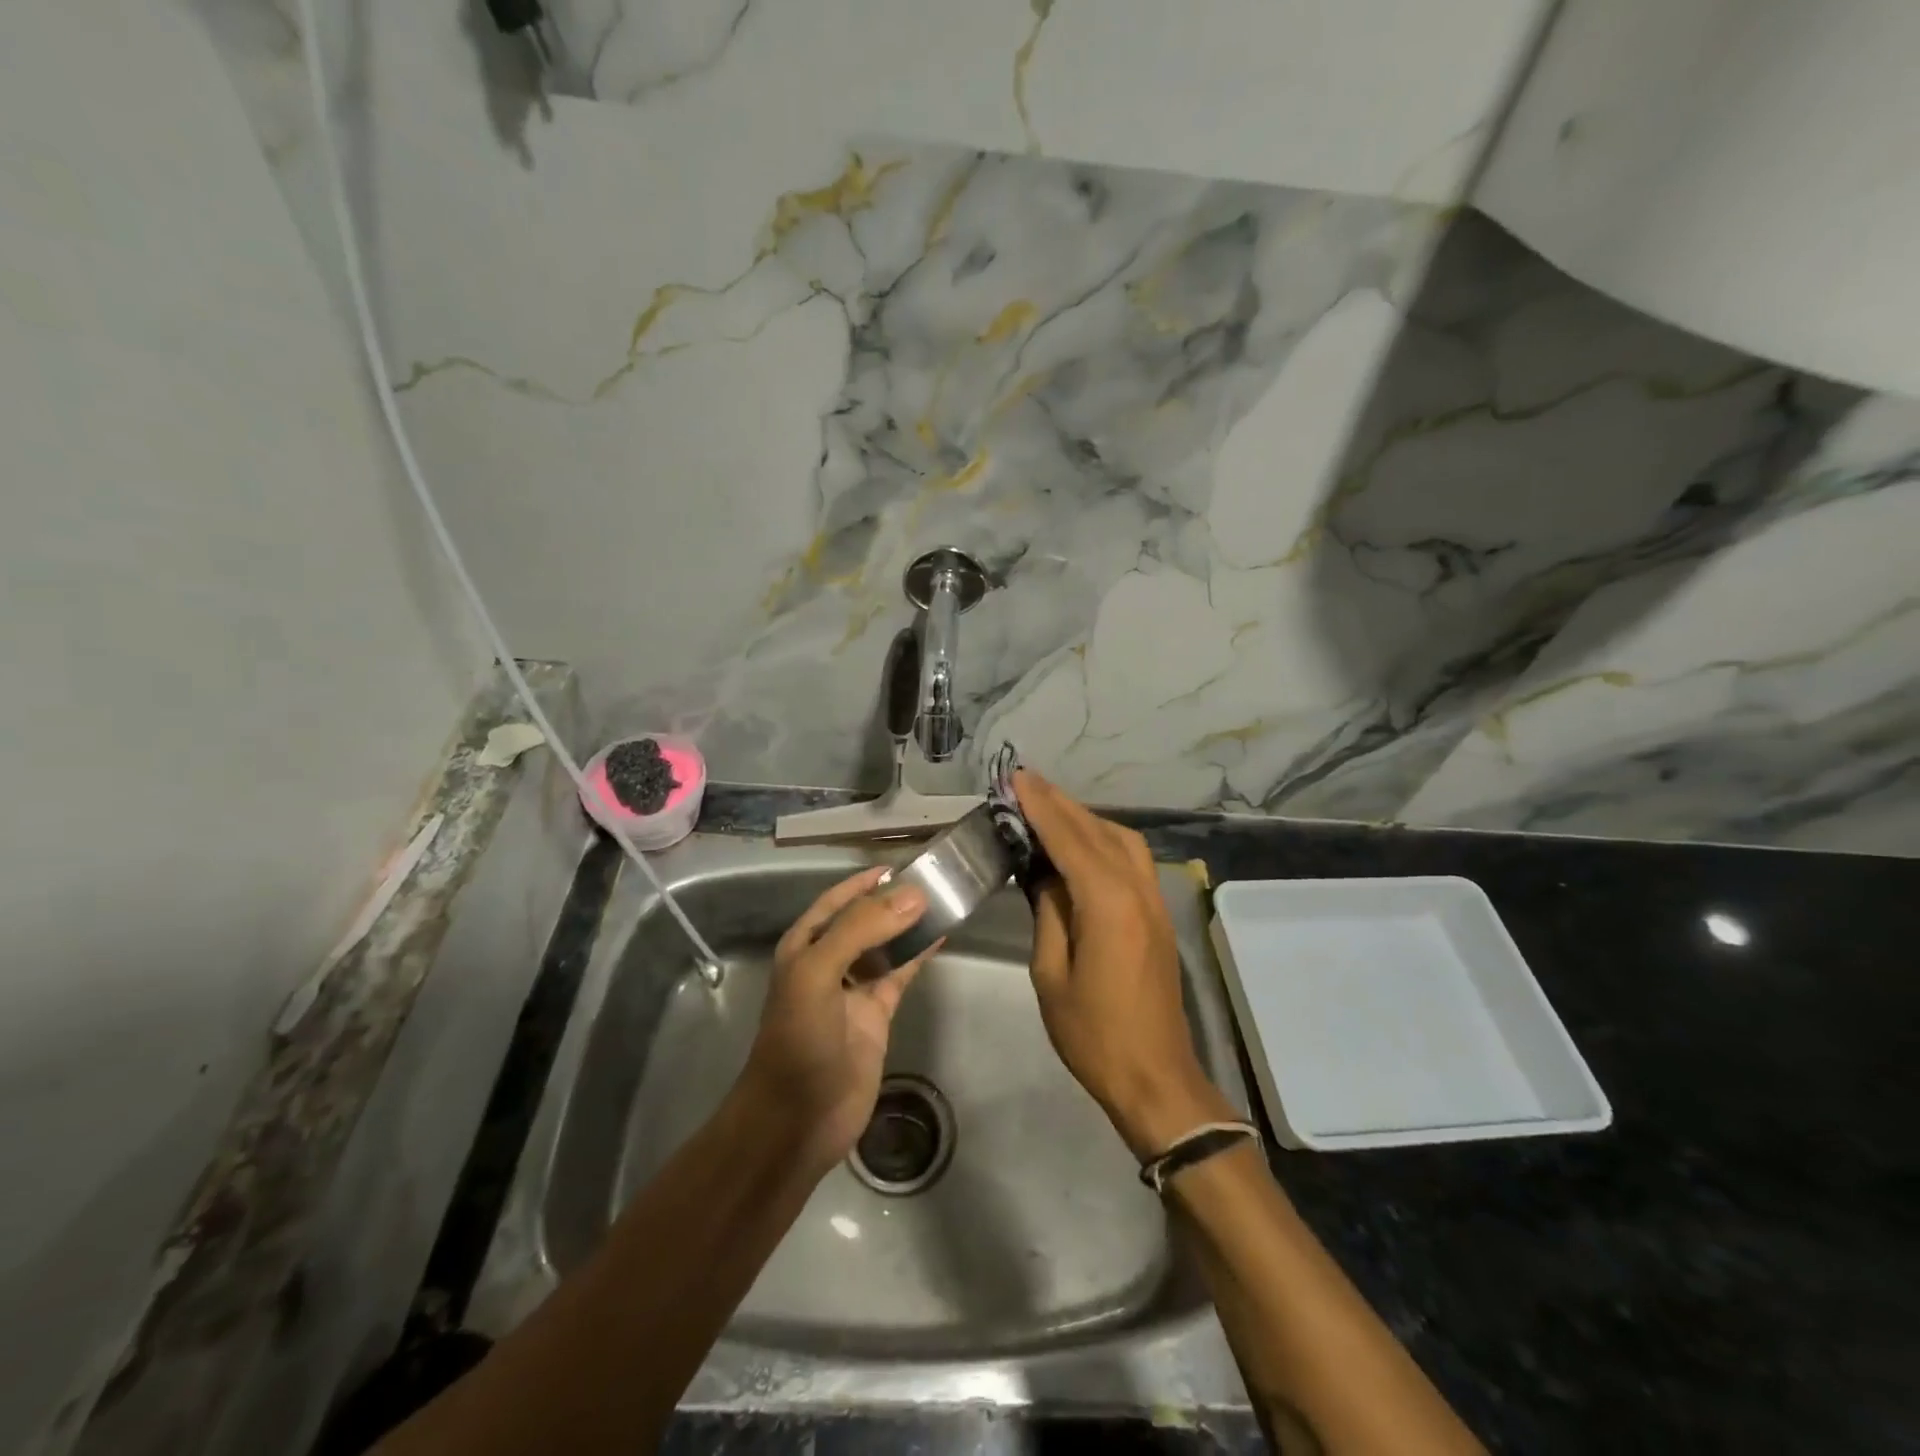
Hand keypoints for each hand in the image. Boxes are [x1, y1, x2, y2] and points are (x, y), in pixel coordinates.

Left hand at [738, 867, 933, 1174]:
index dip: (864, 882)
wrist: (797, 1119)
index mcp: (804, 946)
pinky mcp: (877, 1014)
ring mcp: (854, 989)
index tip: (900, 865)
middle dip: (892, 900)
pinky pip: (901, 974)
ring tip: (943, 900)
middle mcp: (828, 961)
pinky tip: (941, 936)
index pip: (836, 901)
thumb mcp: (819, 973)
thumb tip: (913, 894)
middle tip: (933, 879)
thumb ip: (862, 929)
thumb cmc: (799, 1039)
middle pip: (864, 920)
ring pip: (886, 945)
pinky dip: (919, 954)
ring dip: (909, 925)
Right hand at [1015, 771, 1236, 1159]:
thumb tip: (1044, 875)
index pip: (1069, 839)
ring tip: (1048, 808)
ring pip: (1121, 839)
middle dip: (1060, 803)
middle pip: (1098, 831)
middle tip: (1025, 783)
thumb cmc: (1093, 1034)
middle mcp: (1137, 890)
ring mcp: (1154, 901)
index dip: (1041, 807)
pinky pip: (1131, 859)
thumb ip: (1049, 914)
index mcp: (1108, 904)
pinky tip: (1081, 843)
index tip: (1016, 779)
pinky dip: (1103, 839)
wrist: (1155, 1076)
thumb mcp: (1051, 974)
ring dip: (1085, 818)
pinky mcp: (1158, 914)